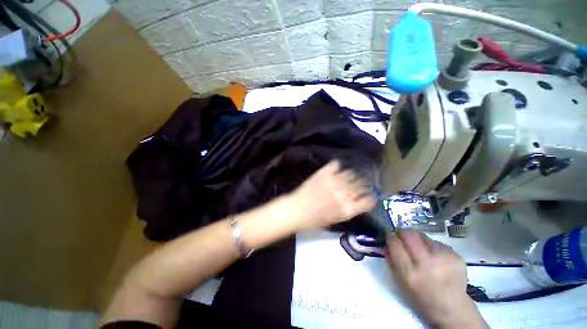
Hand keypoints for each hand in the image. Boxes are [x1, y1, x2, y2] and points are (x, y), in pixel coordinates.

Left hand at [289, 160, 374, 230]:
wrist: (296, 210)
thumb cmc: (313, 220)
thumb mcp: (335, 220)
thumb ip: (348, 209)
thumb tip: (356, 201)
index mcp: (347, 209)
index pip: (368, 201)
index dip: (370, 197)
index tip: (369, 195)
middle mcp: (344, 194)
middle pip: (361, 185)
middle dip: (362, 185)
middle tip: (358, 184)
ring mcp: (334, 181)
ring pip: (350, 173)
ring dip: (350, 176)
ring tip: (345, 177)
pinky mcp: (324, 173)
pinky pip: (336, 164)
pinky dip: (336, 166)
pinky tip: (335, 169)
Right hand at [385, 229, 486, 328]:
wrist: (452, 307)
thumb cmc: (420, 296)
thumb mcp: (400, 281)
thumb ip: (391, 259)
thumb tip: (385, 241)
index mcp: (410, 273)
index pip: (395, 243)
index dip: (390, 236)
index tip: (389, 234)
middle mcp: (426, 264)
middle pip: (409, 234)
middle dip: (402, 232)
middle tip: (401, 235)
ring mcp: (443, 259)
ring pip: (422, 235)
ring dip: (417, 238)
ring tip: (419, 248)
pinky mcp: (455, 256)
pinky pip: (436, 242)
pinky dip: (431, 246)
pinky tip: (434, 256)